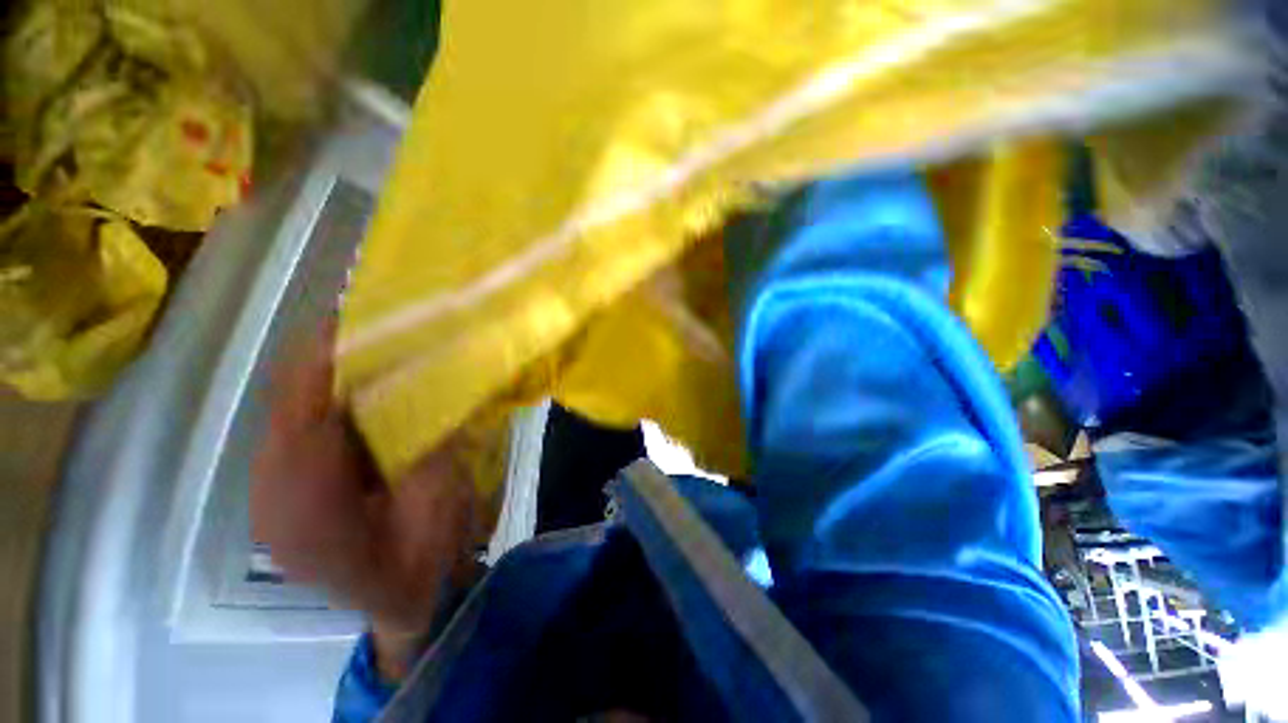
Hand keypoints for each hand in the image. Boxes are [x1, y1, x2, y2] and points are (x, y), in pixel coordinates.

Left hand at [251, 326, 483, 679]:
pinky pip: (295, 425)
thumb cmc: (421, 560)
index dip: (326, 358)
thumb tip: (430, 385)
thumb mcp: (438, 501)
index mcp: (308, 505)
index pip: (306, 411)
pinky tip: (358, 381)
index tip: (357, 315)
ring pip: (288, 410)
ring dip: (324, 371)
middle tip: (373, 318)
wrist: (400, 602)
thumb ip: (428, 444)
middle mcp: (272, 490)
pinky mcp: (279, 485)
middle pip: (288, 403)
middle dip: (325, 354)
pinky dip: (323, 395)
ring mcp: (269, 489)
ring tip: (369, 337)